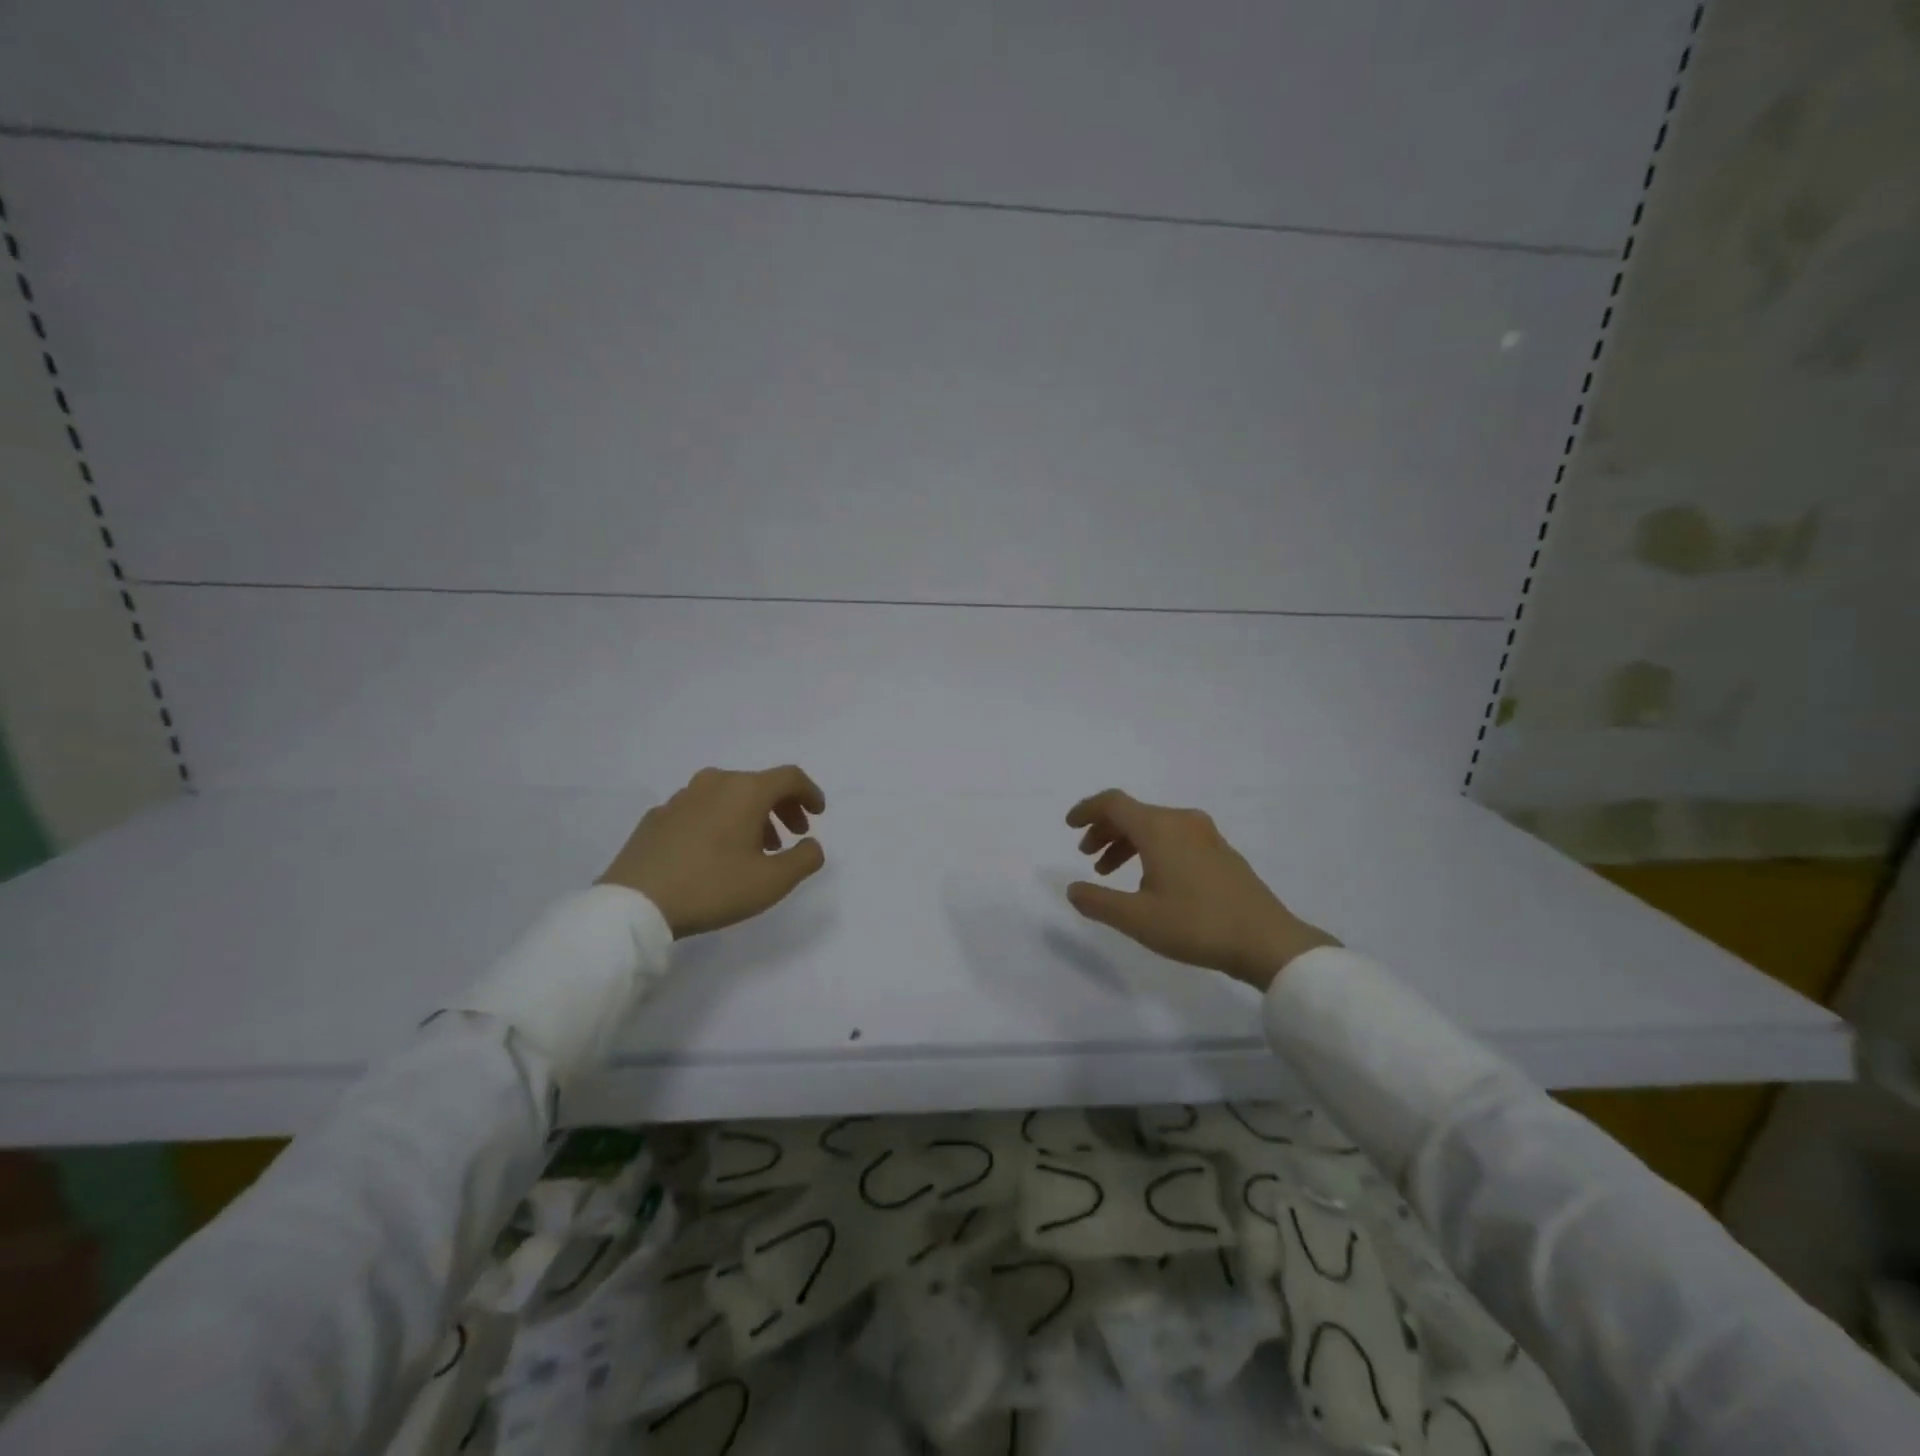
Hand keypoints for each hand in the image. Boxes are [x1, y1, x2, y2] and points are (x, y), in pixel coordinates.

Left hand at [599, 766, 826, 938]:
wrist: (635, 904)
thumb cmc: (712, 887)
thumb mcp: (772, 882)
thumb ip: (804, 859)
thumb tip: (812, 844)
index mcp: (745, 791)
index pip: (790, 777)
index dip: (810, 793)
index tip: (818, 814)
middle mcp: (714, 783)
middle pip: (759, 784)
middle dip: (782, 807)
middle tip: (791, 835)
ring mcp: (681, 797)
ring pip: (728, 796)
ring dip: (750, 816)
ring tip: (755, 849)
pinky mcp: (657, 816)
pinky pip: (701, 809)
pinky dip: (719, 821)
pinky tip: (715, 852)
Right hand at [1064, 789, 1336, 990]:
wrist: (1267, 941)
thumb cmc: (1196, 925)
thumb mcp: (1137, 918)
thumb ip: (1098, 901)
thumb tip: (1073, 889)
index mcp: (1159, 828)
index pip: (1113, 803)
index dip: (1087, 810)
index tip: (1069, 826)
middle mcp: (1182, 821)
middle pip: (1133, 813)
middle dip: (1105, 830)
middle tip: (1086, 855)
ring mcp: (1206, 835)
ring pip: (1154, 826)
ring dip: (1127, 843)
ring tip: (1111, 873)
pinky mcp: (1221, 852)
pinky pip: (1174, 837)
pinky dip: (1151, 849)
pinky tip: (1150, 881)